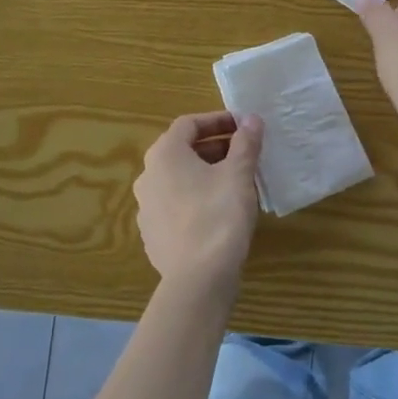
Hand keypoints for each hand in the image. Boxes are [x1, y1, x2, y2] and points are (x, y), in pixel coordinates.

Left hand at [133, 111, 263, 300]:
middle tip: (243, 154)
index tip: (242, 127)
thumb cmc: (219, 215)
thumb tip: (252, 119)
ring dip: (204, 174)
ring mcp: (145, 207)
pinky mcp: (152, 234)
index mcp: (165, 154)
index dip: (217, 120)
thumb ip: (245, 143)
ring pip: (178, 179)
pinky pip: (174, 205)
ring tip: (234, 182)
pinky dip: (195, 199)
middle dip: (214, 148)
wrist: (198, 278)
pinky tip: (217, 212)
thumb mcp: (239, 175)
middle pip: (181, 151)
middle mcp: (147, 176)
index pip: (188, 124)